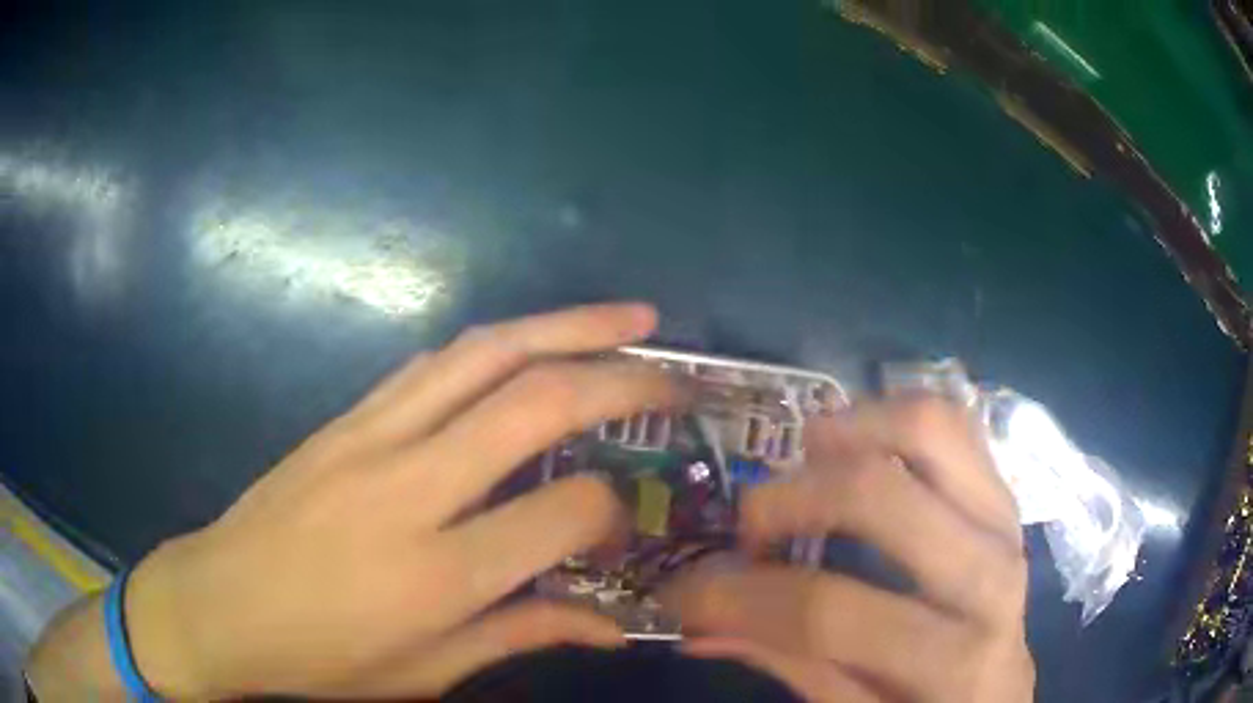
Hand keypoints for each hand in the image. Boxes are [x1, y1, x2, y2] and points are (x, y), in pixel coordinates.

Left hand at [114, 303, 681, 698]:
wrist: (218, 606)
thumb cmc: (320, 659)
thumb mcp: (427, 672)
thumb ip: (522, 634)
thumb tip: (611, 626)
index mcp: (436, 574)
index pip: (560, 514)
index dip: (612, 510)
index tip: (624, 520)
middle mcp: (409, 489)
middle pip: (532, 403)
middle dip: (618, 377)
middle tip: (672, 368)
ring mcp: (370, 439)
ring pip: (483, 355)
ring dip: (564, 325)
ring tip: (626, 319)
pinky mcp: (345, 419)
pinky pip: (432, 364)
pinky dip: (495, 344)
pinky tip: (529, 343)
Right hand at [662, 396, 1034, 701]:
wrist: (999, 690)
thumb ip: (791, 668)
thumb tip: (700, 626)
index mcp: (953, 660)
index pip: (829, 612)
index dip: (738, 599)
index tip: (683, 594)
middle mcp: (990, 575)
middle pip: (879, 496)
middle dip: (787, 502)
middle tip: (749, 529)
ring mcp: (1004, 520)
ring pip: (928, 429)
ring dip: (847, 430)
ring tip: (802, 463)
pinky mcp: (1002, 493)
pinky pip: (953, 422)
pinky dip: (893, 416)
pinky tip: (857, 446)